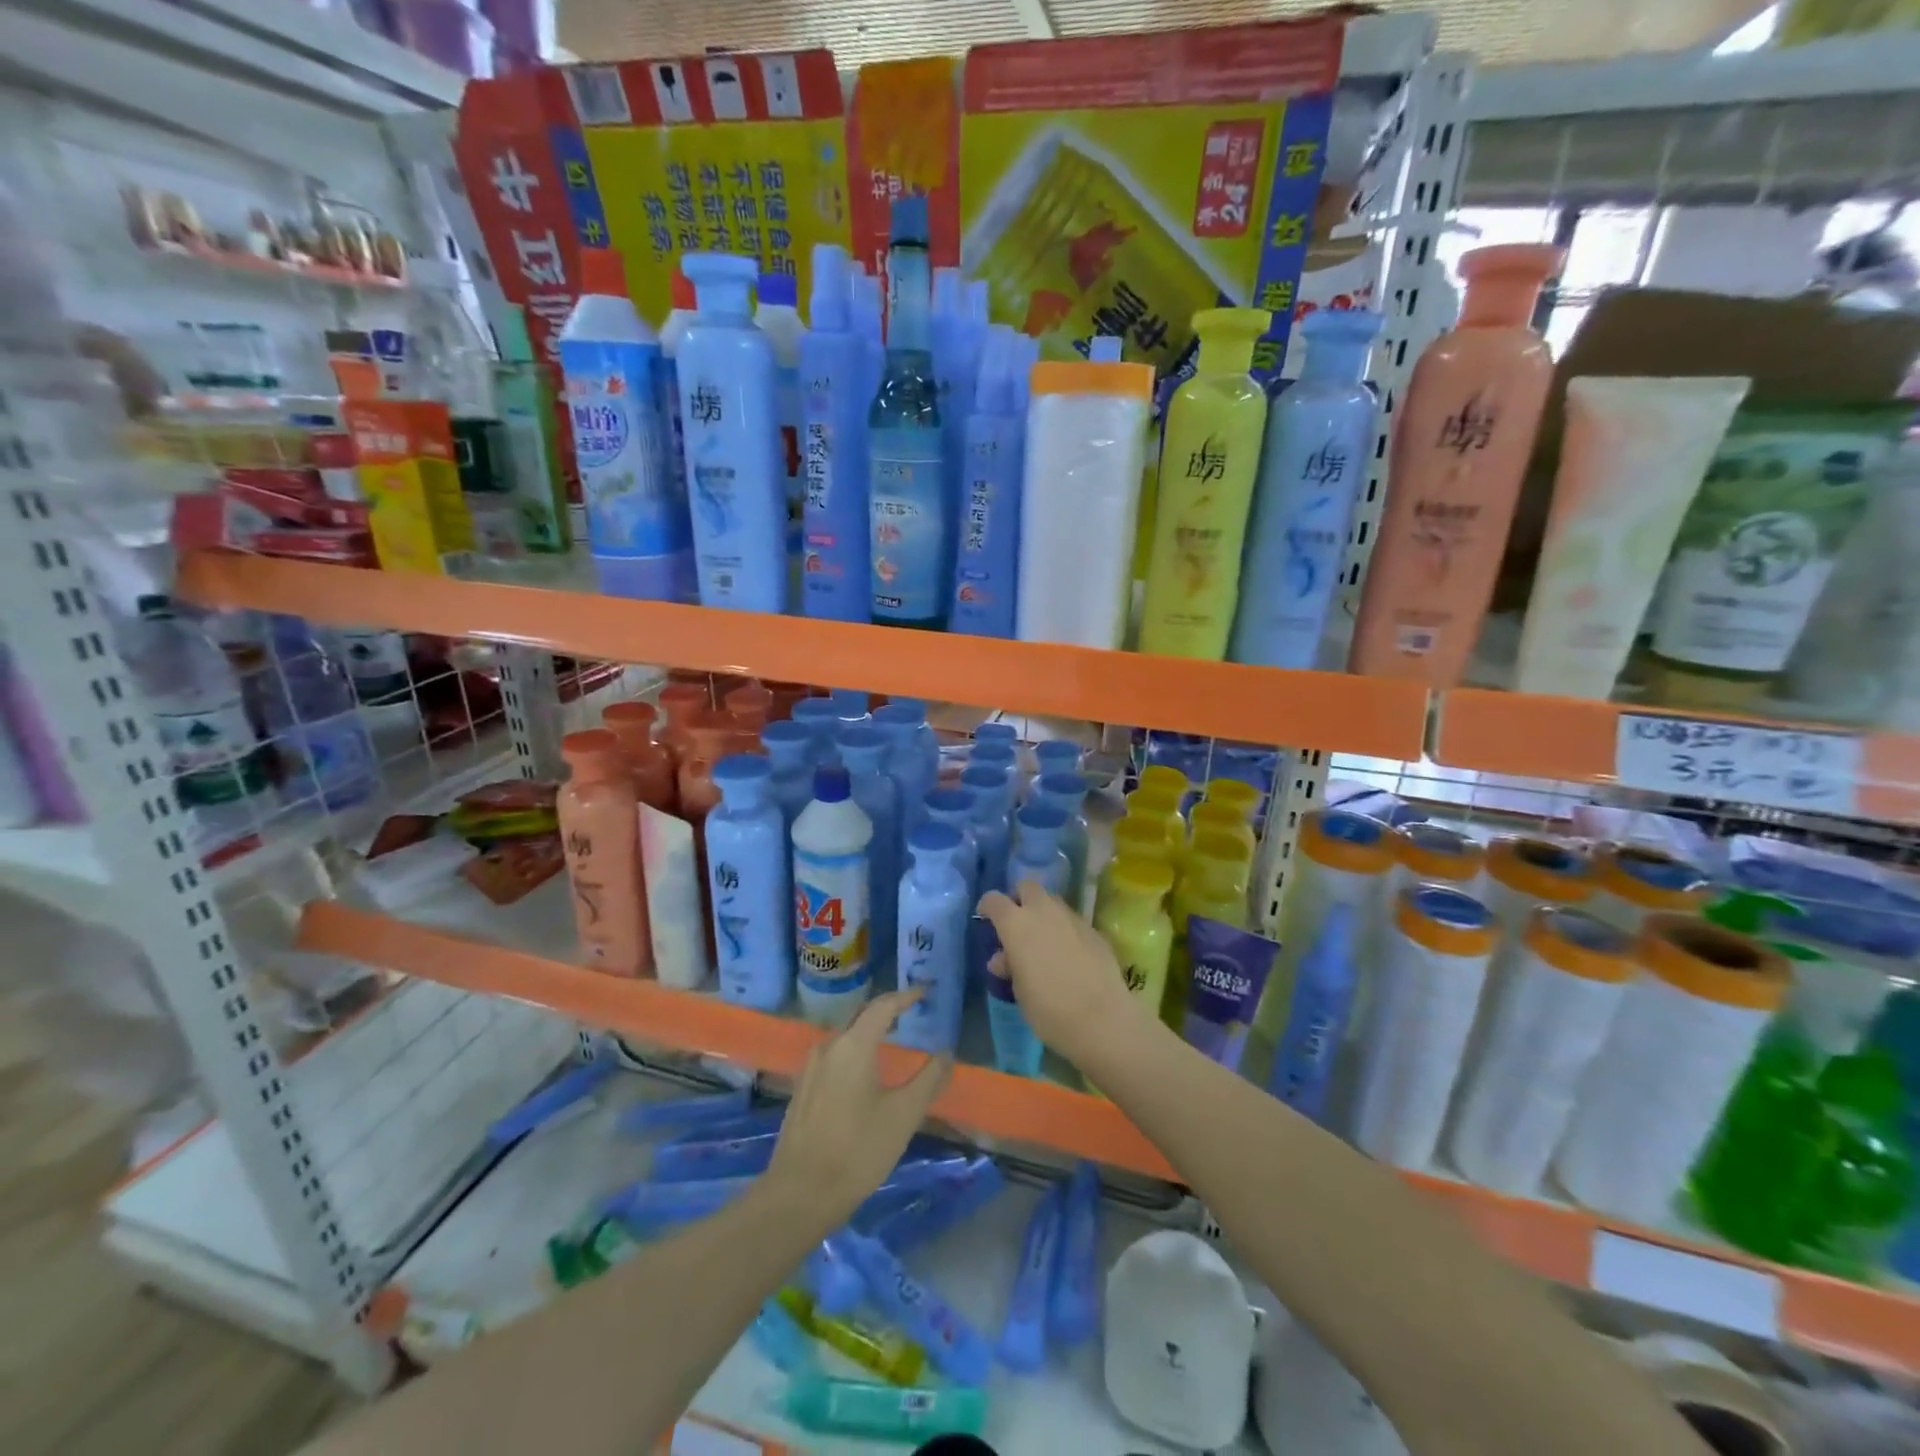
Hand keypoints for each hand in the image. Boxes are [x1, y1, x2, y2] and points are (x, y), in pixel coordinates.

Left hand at [765, 990, 951, 1229]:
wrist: (800, 1194)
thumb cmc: (858, 1150)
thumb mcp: (904, 1115)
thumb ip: (928, 1079)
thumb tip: (946, 1053)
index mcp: (854, 1045)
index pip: (883, 1006)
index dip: (905, 996)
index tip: (924, 992)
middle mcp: (829, 1047)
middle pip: (861, 1016)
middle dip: (886, 1010)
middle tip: (910, 1010)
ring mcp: (811, 1068)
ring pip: (845, 1036)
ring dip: (868, 1030)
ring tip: (891, 1036)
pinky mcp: (803, 1089)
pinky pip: (834, 1055)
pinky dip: (854, 1049)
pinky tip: (864, 1070)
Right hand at [978, 881, 1153, 1069]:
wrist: (1101, 1019)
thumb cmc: (1047, 1008)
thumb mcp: (1019, 990)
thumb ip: (1010, 966)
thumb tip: (1003, 958)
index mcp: (1016, 924)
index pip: (995, 900)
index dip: (987, 907)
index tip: (985, 919)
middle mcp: (1043, 911)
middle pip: (1027, 887)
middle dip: (1019, 899)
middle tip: (1017, 924)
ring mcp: (1072, 918)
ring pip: (1053, 902)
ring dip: (1044, 913)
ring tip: (1043, 941)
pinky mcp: (1094, 930)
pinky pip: (1072, 921)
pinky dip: (1065, 930)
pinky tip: (1068, 955)